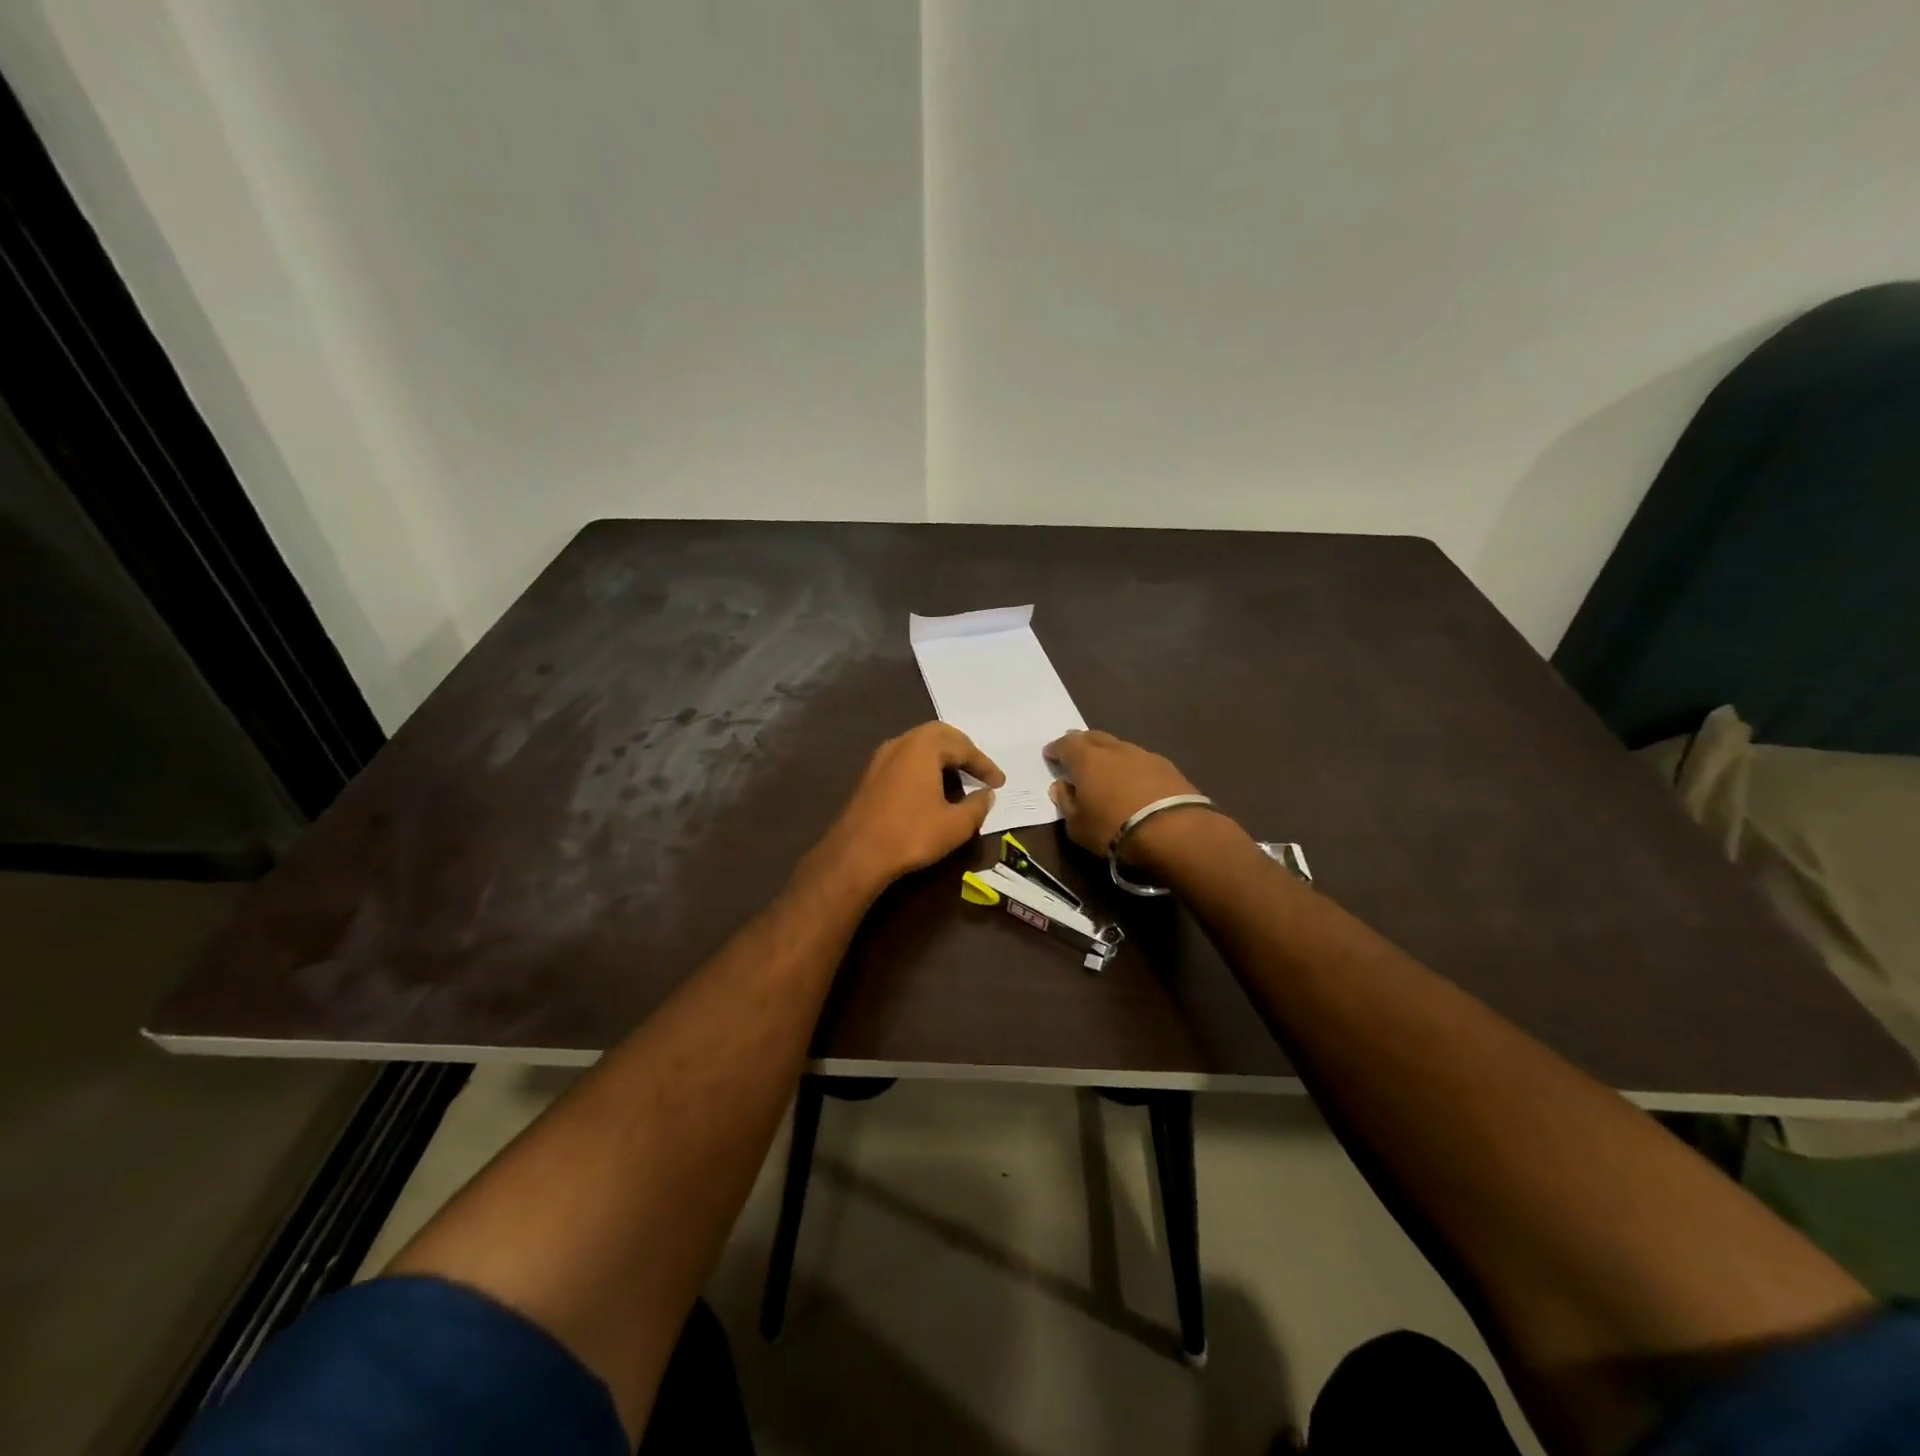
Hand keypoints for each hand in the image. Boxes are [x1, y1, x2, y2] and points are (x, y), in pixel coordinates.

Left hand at [809, 723, 1003, 894]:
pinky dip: (924, 767)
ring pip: (920, 746)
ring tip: (959, 780)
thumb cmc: (911, 834)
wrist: (856, 854)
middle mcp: (901, 743)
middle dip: (963, 751)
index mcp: (924, 746)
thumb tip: (986, 795)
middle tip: (979, 770)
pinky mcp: (871, 775)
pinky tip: (932, 789)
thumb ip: (977, 806)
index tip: (999, 782)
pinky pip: (905, 760)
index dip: (985, 765)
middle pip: (939, 736)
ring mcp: (882, 758)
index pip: (963, 747)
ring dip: (942, 758)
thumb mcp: (956, 825)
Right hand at [1044, 729, 1202, 857]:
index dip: (1056, 748)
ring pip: (1119, 746)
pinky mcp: (1168, 767)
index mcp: (1087, 759)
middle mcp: (1114, 749)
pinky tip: (1133, 779)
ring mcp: (1143, 755)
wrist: (1174, 831)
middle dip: (1081, 743)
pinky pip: (1140, 760)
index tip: (1050, 754)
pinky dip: (1131, 766)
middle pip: (1093, 737)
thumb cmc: (1113, 828)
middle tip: (1075, 752)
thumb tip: (1061, 786)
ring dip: (1109, 753)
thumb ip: (1066, 802)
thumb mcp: (1077, 826)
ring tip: (1106, 767)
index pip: (1066, 744)